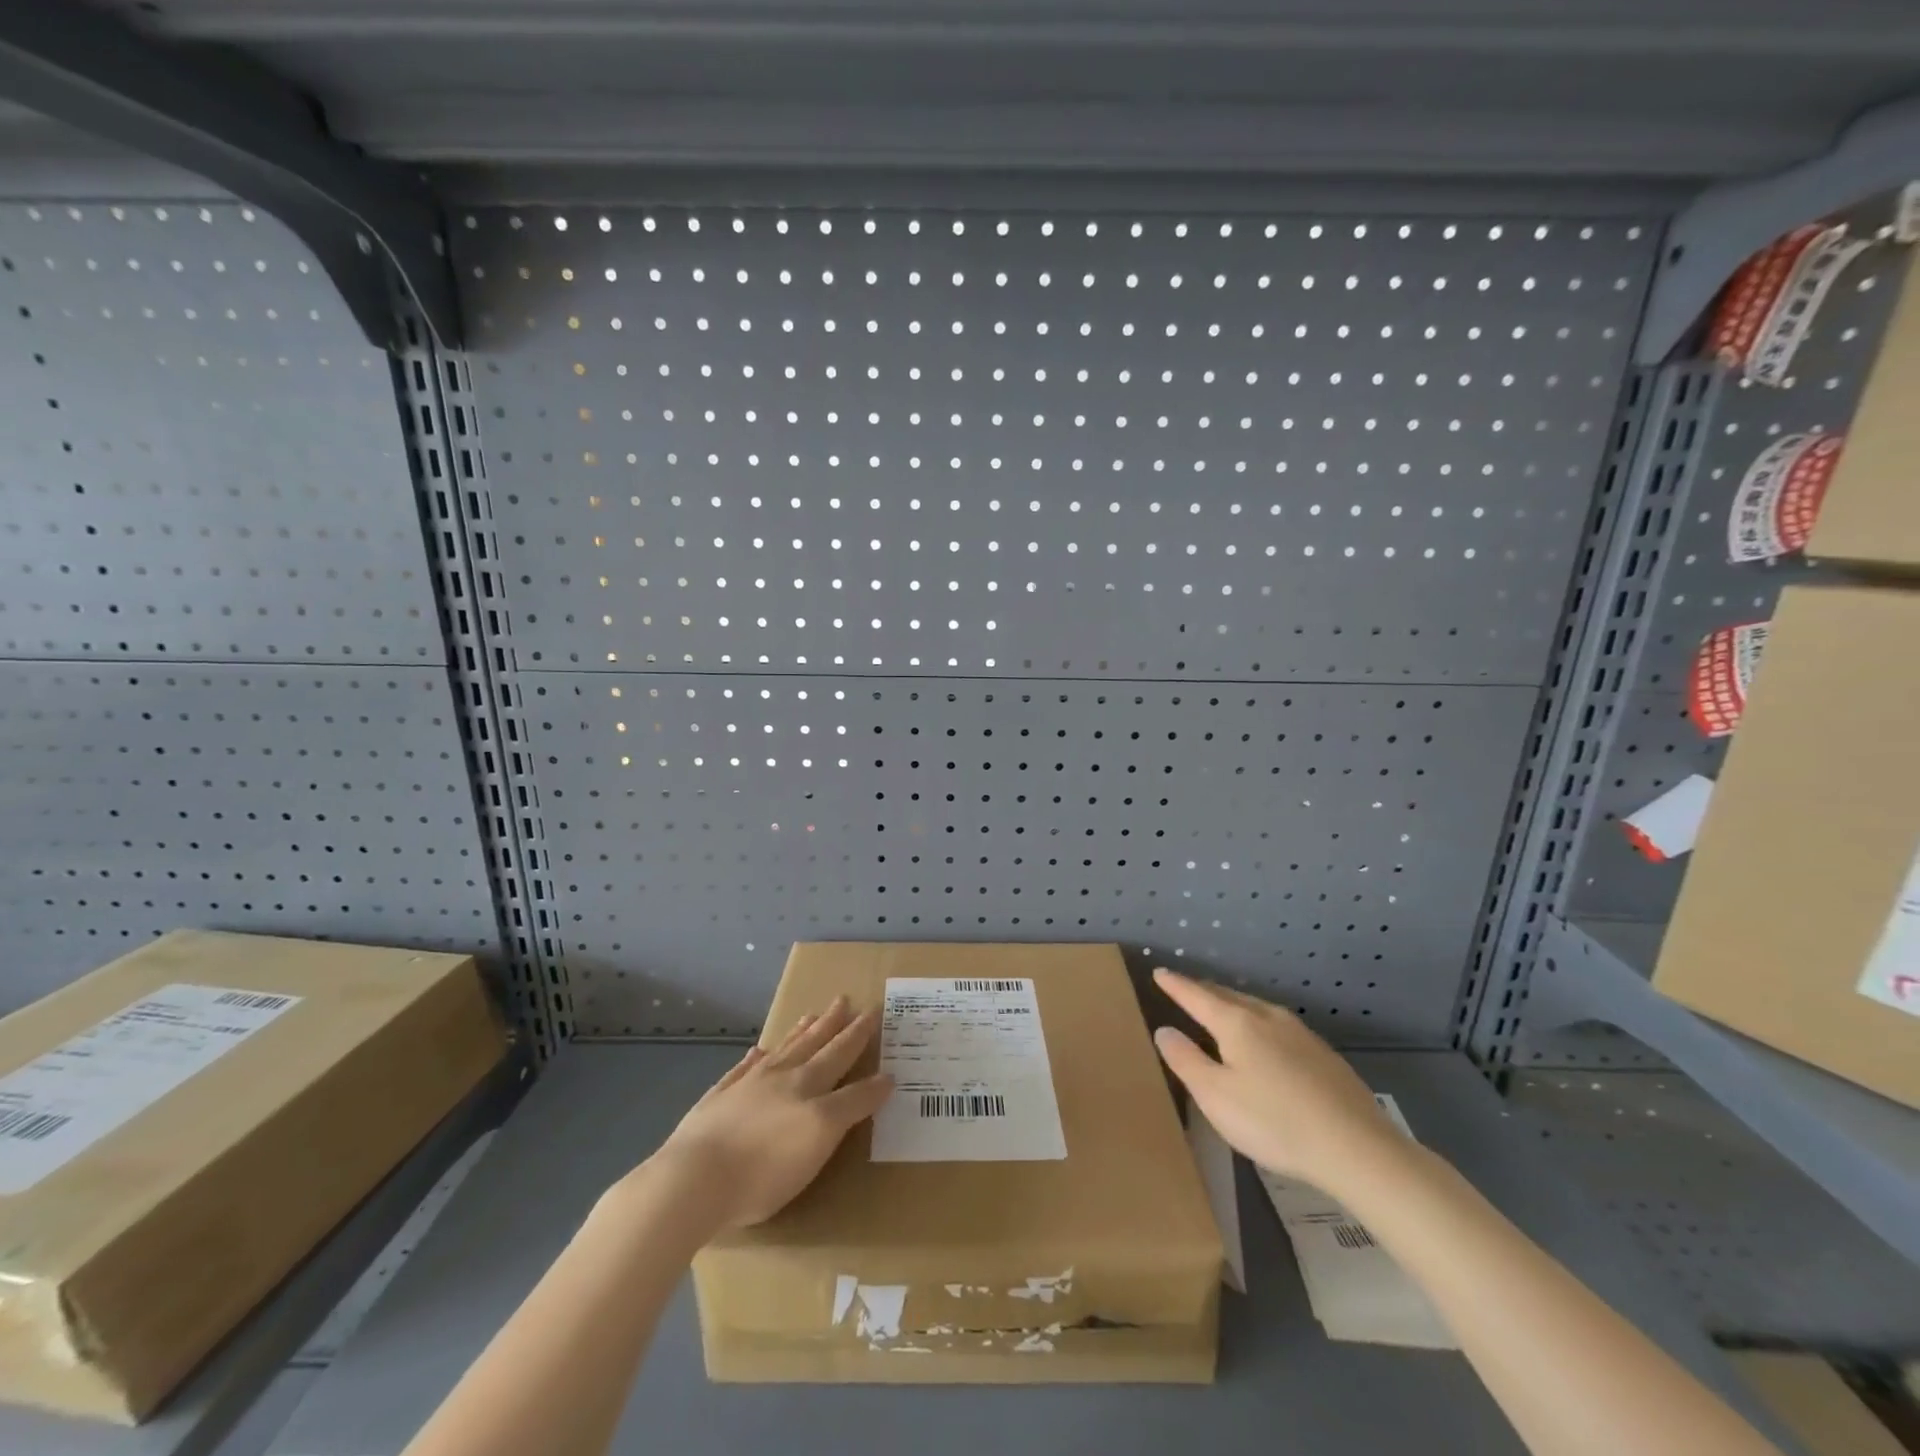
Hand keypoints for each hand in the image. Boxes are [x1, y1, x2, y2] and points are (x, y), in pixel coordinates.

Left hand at [645, 996, 892, 1228]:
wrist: (694, 1179)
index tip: (876, 1016)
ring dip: (801, 1032)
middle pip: (816, 1045)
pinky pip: (742, 1069)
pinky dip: (754, 1059)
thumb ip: (851, 1106)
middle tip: (849, 1000)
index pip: (845, 1060)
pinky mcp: (718, 1099)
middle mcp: (782, 1079)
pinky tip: (758, 1051)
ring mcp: (747, 1086)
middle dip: (836, 1024)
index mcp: (810, 1090)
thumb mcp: (820, 1141)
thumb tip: (881, 1079)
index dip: (863, 1041)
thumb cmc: (764, 1171)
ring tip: (814, 1014)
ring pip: (782, 1050)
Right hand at [1152, 967, 1407, 1191]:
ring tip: (1220, 1009)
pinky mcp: (1323, 1054)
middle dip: (1204, 991)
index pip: (1196, 996)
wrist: (1357, 1148)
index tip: (1159, 972)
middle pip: (1228, 996)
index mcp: (1237, 1023)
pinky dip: (1257, 1022)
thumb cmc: (1274, 1122)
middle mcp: (1267, 1017)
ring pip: (1256, 1008)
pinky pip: (1277, 1025)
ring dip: (1232, 1004)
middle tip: (1186, 988)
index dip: (1175, 985)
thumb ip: (1185, 1060)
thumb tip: (1164, 1030)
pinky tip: (1264, 1040)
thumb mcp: (1215, 1096)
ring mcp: (1300, 1033)